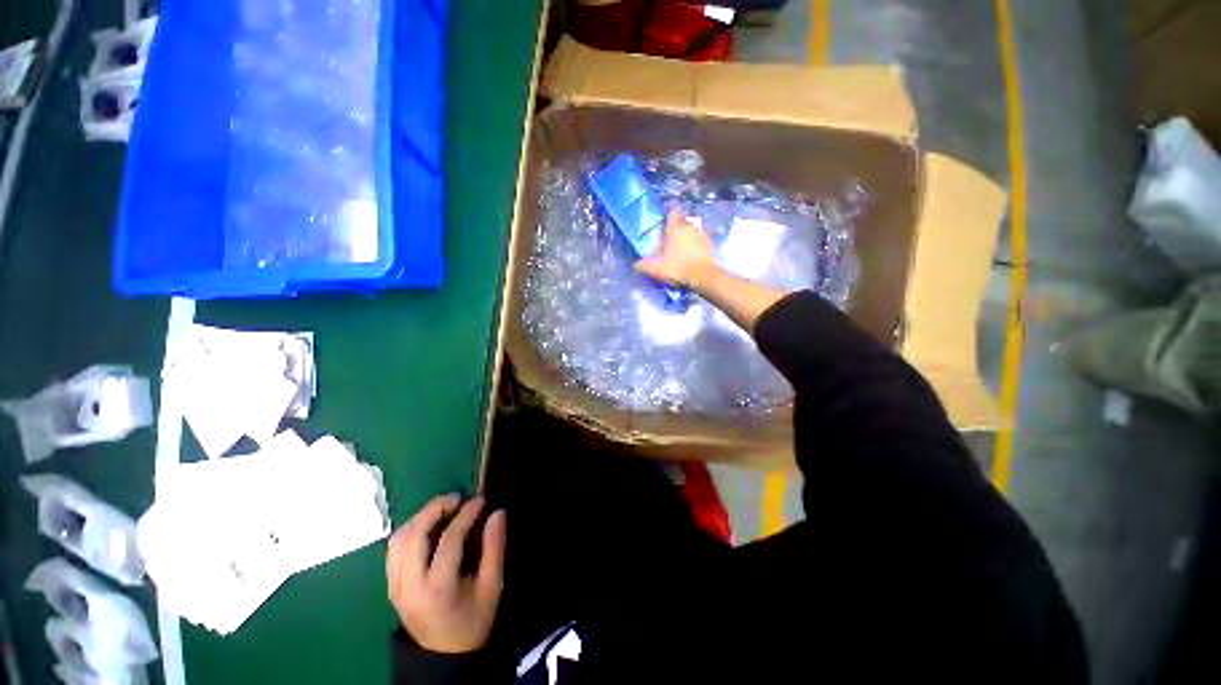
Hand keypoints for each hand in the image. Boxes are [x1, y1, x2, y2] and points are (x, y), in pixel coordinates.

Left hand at [387, 494, 506, 653]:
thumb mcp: (492, 587)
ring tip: (443, 507)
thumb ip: (495, 548)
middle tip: (457, 498)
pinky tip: (428, 525)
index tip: (480, 500)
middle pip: (414, 535)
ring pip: (399, 539)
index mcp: (438, 589)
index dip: (466, 514)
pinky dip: (410, 529)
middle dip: (435, 508)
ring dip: (421, 516)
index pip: (449, 540)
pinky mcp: (391, 584)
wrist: (442, 655)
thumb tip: (497, 513)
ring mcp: (395, 586)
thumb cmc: (472, 620)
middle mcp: (410, 585)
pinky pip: (394, 548)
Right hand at [635, 208, 717, 288]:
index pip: (672, 212)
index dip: (669, 215)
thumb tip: (636, 264)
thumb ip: (643, 265)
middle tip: (671, 242)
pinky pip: (701, 242)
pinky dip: (697, 248)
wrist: (704, 277)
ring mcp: (703, 235)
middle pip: (683, 223)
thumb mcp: (655, 269)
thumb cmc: (678, 268)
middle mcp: (690, 227)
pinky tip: (692, 258)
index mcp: (675, 228)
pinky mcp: (711, 245)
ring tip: (682, 252)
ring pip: (693, 232)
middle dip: (677, 230)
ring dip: (688, 239)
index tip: (665, 222)